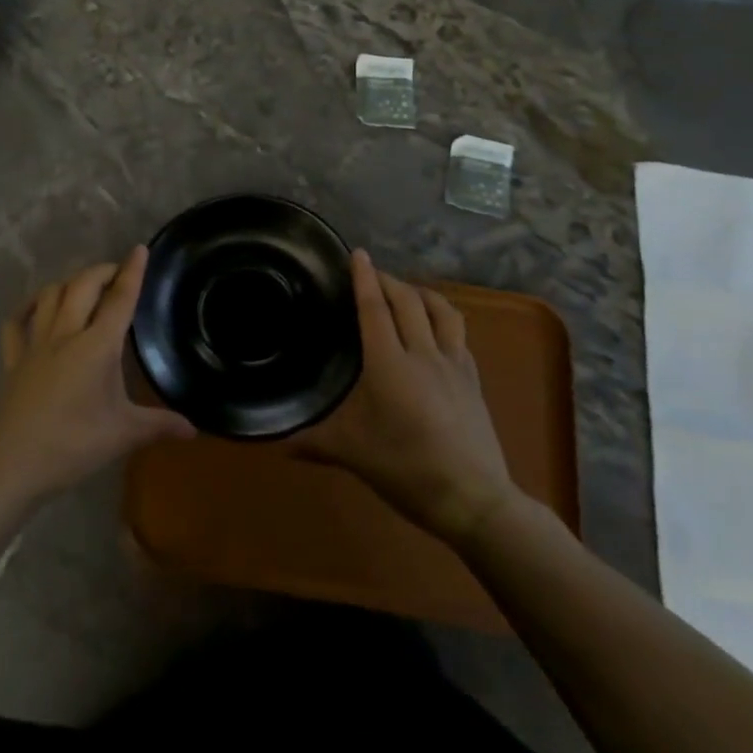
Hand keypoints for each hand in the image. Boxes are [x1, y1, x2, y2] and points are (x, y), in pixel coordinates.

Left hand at [0, 246, 194, 507]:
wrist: (13, 467)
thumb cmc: (73, 447)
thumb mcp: (123, 435)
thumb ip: (159, 425)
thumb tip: (194, 429)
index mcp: (96, 347)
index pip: (119, 299)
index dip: (132, 272)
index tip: (140, 249)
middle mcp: (65, 334)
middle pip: (83, 286)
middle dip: (103, 271)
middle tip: (119, 273)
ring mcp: (34, 344)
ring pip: (50, 295)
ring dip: (70, 283)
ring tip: (86, 287)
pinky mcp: (13, 359)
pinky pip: (16, 322)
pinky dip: (28, 306)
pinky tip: (38, 305)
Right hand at [293, 250, 522, 546]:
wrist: (474, 498)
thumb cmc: (407, 470)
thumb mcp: (353, 454)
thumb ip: (314, 442)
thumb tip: (277, 444)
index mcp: (389, 364)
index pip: (375, 309)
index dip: (365, 278)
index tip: (358, 254)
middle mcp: (423, 354)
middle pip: (408, 301)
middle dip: (389, 280)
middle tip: (372, 273)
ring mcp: (454, 364)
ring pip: (441, 311)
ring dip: (421, 293)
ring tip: (407, 292)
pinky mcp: (474, 379)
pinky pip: (458, 333)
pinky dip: (443, 318)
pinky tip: (436, 330)